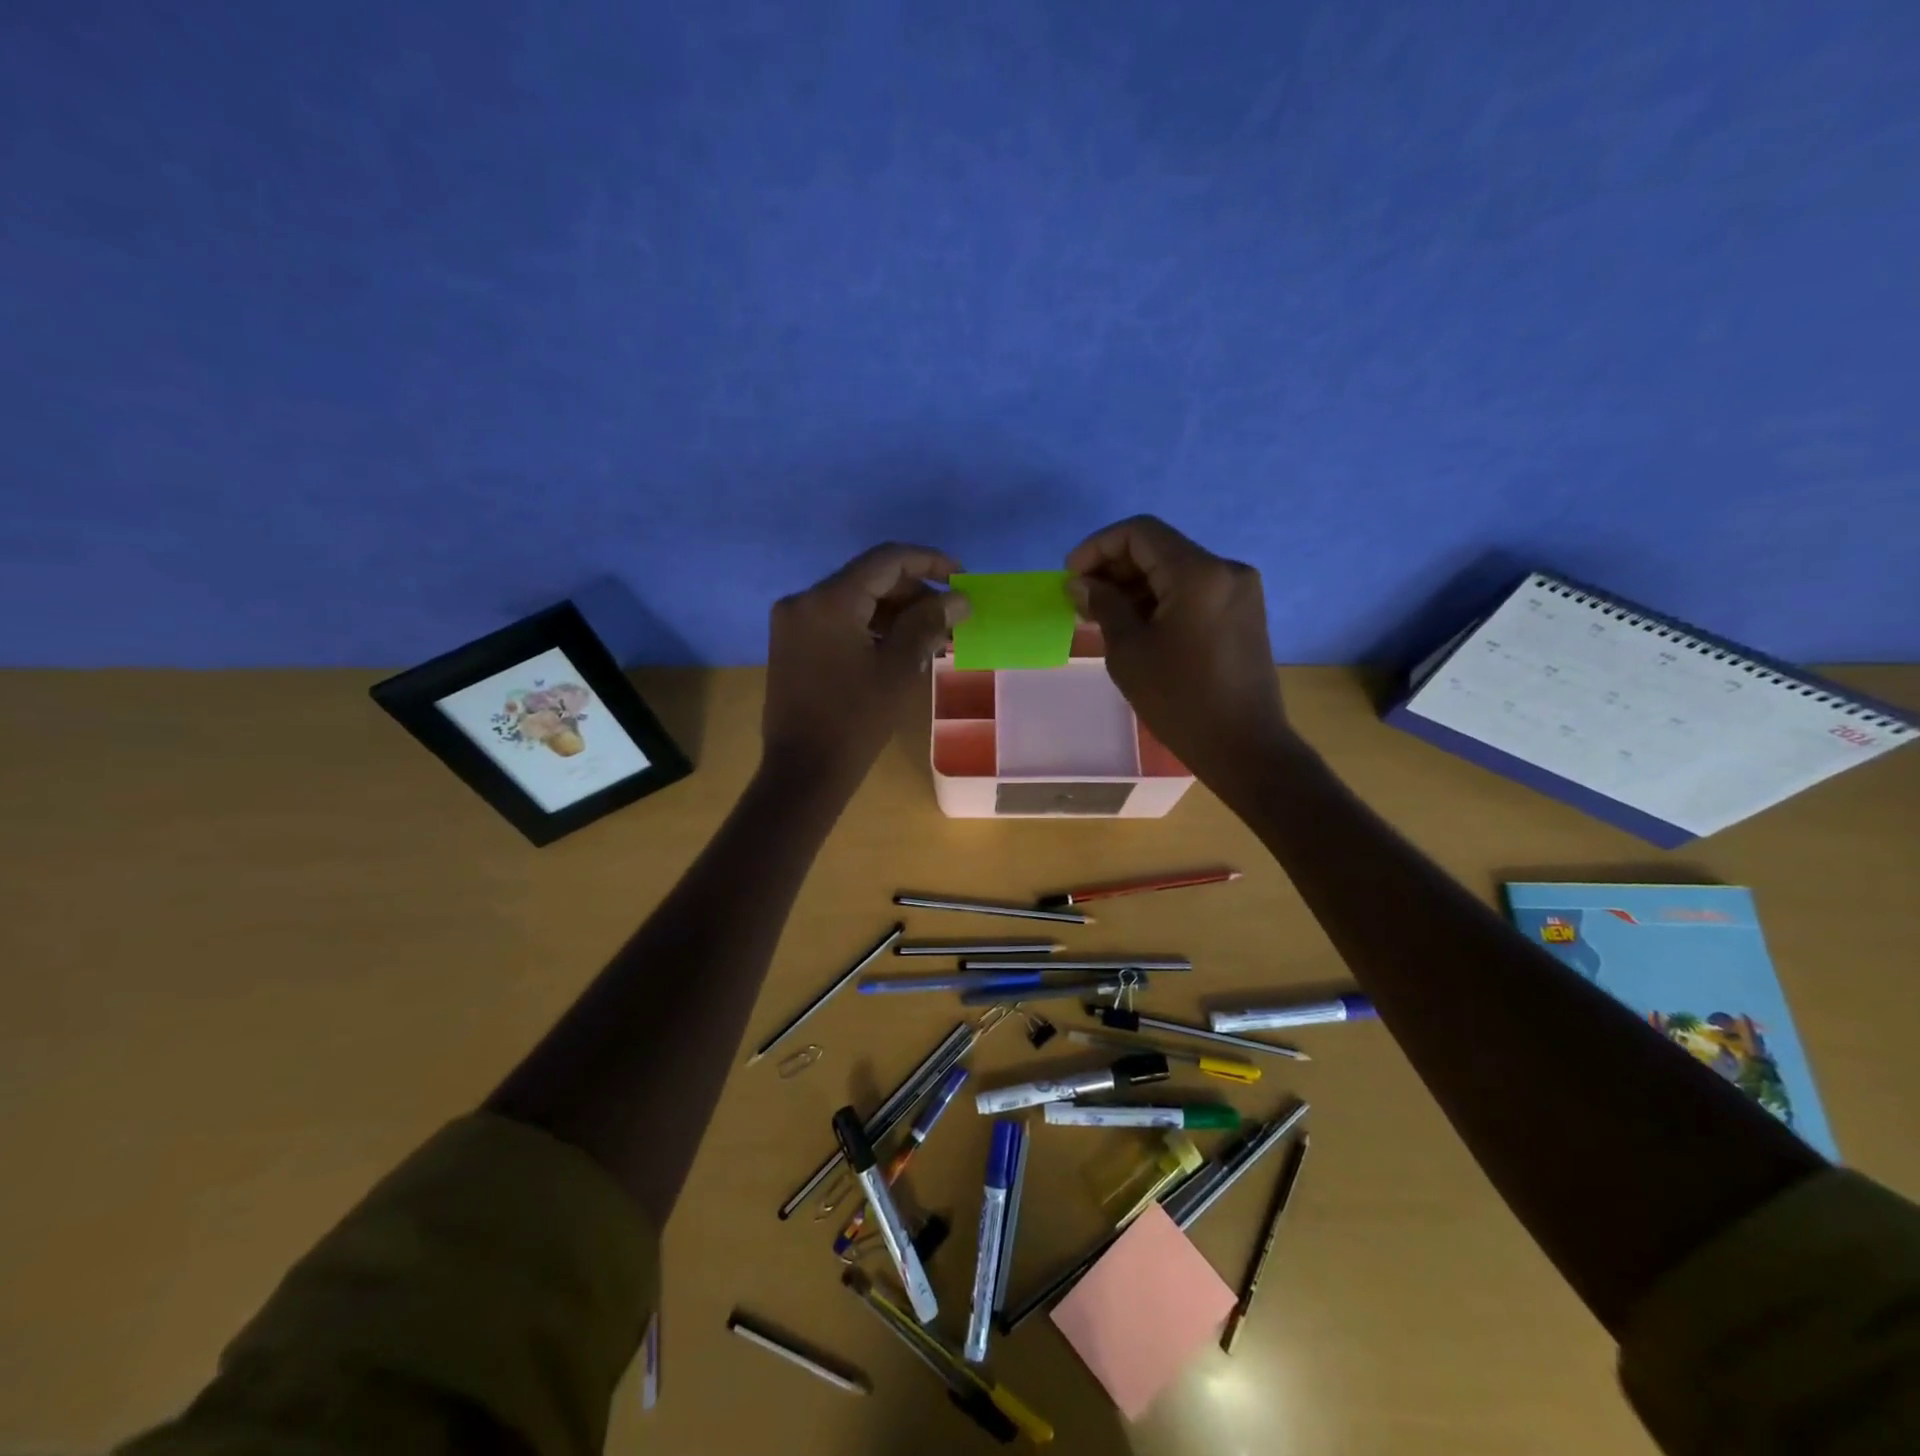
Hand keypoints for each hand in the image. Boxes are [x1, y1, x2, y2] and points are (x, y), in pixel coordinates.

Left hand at [762, 542, 967, 790]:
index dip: (928, 561)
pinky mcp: (792, 645)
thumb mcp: (899, 669)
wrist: (804, 772)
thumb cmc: (855, 721)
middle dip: (913, 592)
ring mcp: (793, 623)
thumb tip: (960, 599)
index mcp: (829, 600)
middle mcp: (804, 600)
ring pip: (853, 600)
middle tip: (949, 617)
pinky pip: (838, 621)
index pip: (886, 560)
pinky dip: (870, 627)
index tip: (961, 576)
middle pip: (868, 578)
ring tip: (931, 636)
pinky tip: (899, 648)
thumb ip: (928, 624)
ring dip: (893, 612)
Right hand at [1066, 515, 1293, 788]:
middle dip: (1114, 568)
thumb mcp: (1129, 651)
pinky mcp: (1242, 612)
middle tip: (1081, 601)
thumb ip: (1103, 605)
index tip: (1070, 577)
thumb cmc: (1179, 700)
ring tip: (1101, 617)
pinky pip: (1193, 590)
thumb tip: (1081, 582)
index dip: (1097, 547)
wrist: (1244, 746)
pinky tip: (1135, 625)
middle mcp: (1225, 569)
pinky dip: (1160, 599)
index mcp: (1198, 573)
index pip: (1139, 533)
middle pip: (1159, 548)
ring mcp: (1239, 590)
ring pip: (1175, 569)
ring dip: (1135, 585)